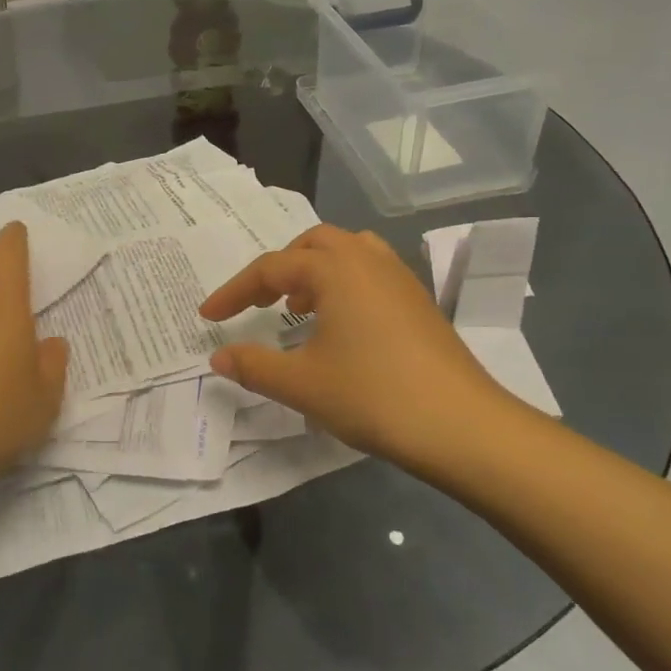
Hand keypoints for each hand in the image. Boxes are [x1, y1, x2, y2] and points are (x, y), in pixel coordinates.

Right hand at [199, 225, 524, 467]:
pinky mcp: (419, 301)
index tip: (208, 317)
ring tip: (297, 306)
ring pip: (346, 253)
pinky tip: (339, 326)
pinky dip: (343, 285)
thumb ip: (254, 366)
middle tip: (257, 302)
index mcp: (335, 269)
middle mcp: (367, 260)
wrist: (462, 425)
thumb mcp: (301, 384)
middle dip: (277, 269)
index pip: (270, 269)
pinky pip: (370, 273)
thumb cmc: (373, 396)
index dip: (234, 292)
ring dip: (314, 271)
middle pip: (312, 245)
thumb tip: (218, 356)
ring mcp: (399, 278)